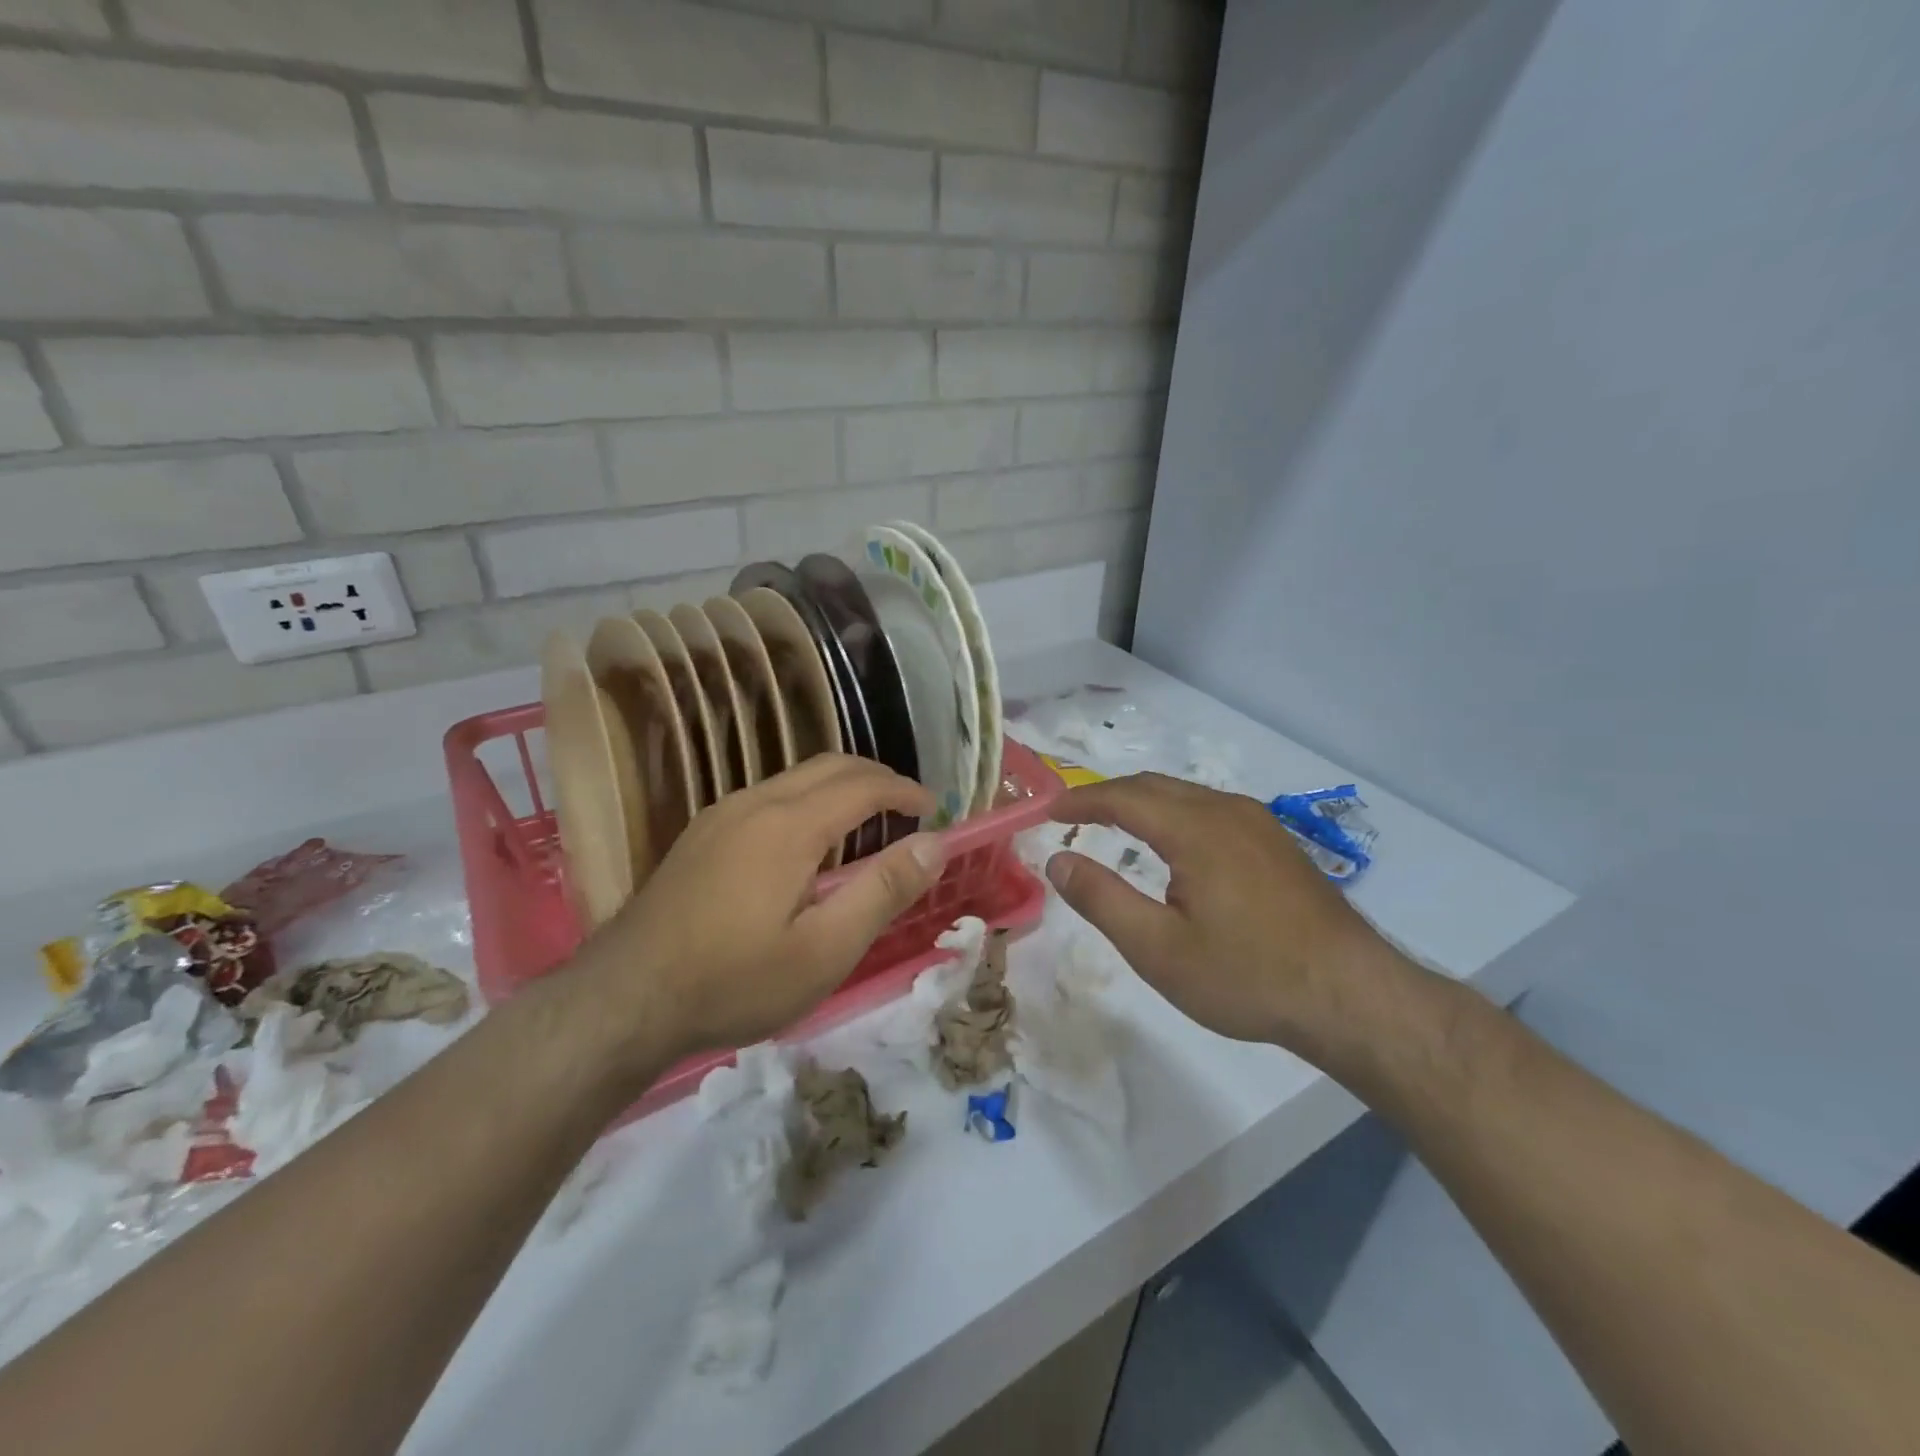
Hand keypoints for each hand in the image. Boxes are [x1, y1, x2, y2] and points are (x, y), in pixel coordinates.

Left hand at [575, 755, 943, 1068]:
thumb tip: (934, 845)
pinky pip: (770, 796)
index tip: (934, 810)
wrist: (624, 999)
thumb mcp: (824, 950)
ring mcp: (721, 814)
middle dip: (877, 778)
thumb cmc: (735, 980)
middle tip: (909, 809)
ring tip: (868, 822)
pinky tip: (809, 842)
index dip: (905, 792)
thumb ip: (883, 891)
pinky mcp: (701, 833)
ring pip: (796, 778)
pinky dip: (809, 801)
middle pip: (830, 766)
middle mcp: (755, 802)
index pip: (863, 786)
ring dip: (841, 787)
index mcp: (789, 825)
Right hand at [1046, 773, 1402, 1058]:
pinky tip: (1173, 844)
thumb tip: (1058, 861)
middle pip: (1154, 786)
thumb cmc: (1247, 976)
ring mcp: (1259, 823)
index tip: (1047, 811)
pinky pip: (1211, 810)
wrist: (1352, 996)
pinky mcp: (1277, 843)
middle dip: (1108, 795)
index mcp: (1195, 828)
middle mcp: (1227, 811)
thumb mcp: (1159, 949)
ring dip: (1143, 802)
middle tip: (1073, 815)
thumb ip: (1102, 900)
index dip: (1080, 800)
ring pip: (1186, 795)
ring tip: (1113, 824)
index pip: (1123, 797)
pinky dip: (1174, 814)